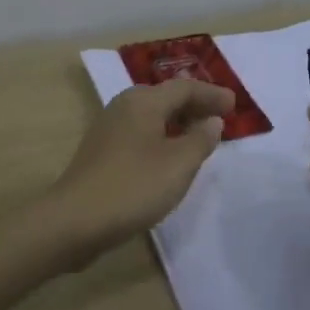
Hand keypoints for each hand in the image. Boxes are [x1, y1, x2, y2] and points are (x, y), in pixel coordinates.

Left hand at [50, 78, 234, 256]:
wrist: (74, 221)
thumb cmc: (133, 187)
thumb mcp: (178, 164)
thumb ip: (200, 139)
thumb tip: (211, 121)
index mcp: (143, 102)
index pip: (184, 88)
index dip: (212, 94)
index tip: (235, 106)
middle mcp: (123, 107)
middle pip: (165, 97)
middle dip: (194, 105)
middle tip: (219, 119)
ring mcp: (108, 130)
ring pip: (150, 116)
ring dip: (177, 123)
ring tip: (199, 138)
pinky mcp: (100, 153)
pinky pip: (139, 134)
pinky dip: (161, 138)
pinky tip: (168, 159)